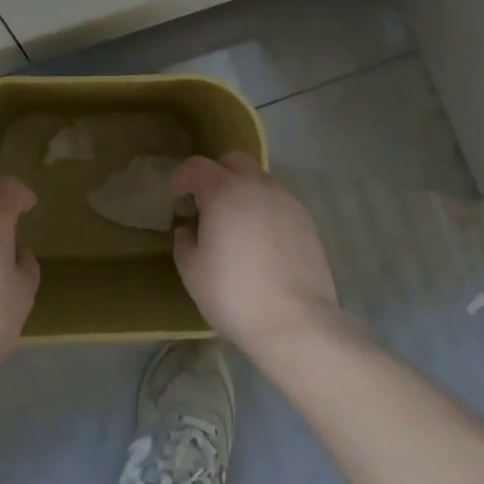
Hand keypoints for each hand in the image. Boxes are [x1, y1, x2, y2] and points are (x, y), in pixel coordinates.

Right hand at [172, 152, 339, 350]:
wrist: (296, 322)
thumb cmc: (234, 294)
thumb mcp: (192, 272)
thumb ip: (184, 242)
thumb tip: (188, 229)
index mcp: (223, 191)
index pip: (196, 166)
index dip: (181, 178)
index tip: (177, 200)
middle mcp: (256, 185)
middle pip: (232, 161)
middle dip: (216, 175)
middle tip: (208, 207)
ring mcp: (286, 200)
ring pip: (259, 180)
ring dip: (243, 192)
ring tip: (238, 227)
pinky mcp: (306, 220)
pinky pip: (278, 202)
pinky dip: (265, 210)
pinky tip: (263, 242)